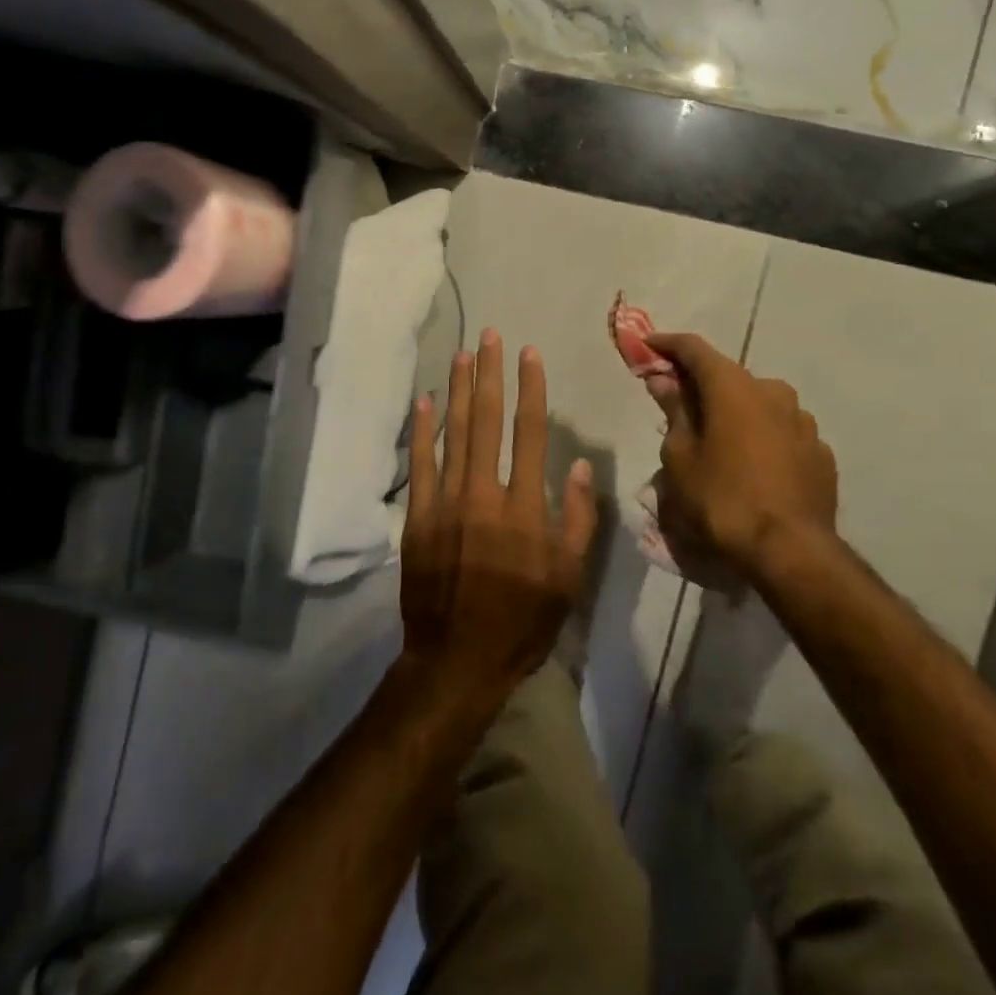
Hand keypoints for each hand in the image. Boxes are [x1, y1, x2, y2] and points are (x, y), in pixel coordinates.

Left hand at [401, 330, 598, 701]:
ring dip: (457, 390)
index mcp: (525, 507)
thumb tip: (577, 466)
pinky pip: (419, 464)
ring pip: (453, 433)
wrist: (458, 658)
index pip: (531, 432)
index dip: (530, 389)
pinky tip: (424, 401)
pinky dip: (421, 431)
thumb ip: (576, 519)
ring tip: (461, 354)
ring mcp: (446, 502)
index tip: (529, 354)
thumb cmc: (522, 620)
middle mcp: (485, 493)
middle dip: (489, 374)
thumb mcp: (568, 578)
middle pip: (487, 420)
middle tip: (489, 336)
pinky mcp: (418, 516)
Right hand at [647, 332, 838, 582]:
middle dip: (701, 386)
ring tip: (717, 442)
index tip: (648, 345)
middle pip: (728, 377)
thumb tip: (664, 380)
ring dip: (734, 413)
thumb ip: (674, 411)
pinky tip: (750, 465)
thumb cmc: (722, 498)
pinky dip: (760, 436)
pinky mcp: (820, 451)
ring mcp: (803, 421)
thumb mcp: (681, 457)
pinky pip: (781, 432)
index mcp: (733, 387)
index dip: (668, 344)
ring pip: (758, 404)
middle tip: (678, 404)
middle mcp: (772, 391)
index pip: (695, 349)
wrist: (791, 550)